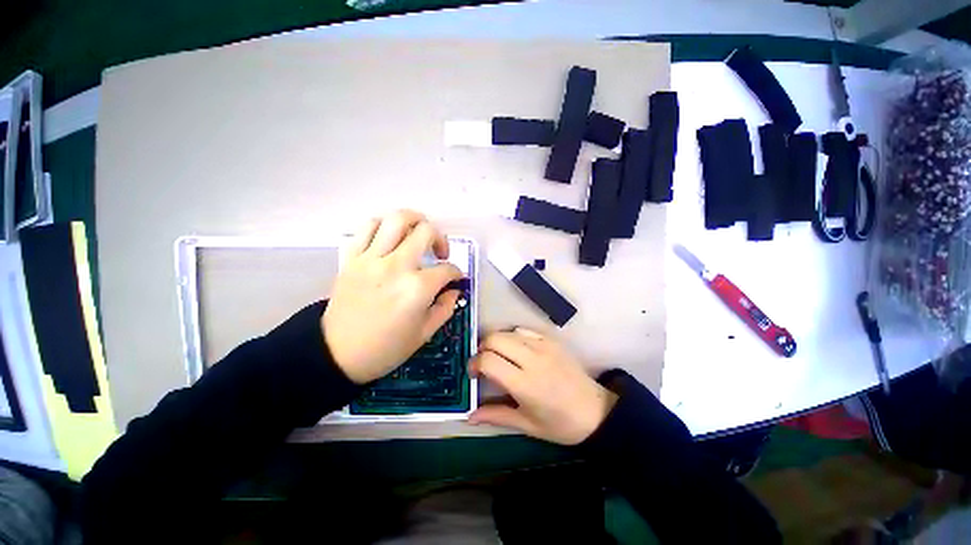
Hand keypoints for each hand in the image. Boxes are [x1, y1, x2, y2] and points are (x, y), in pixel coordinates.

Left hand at [323, 210, 462, 383]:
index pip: (447, 269)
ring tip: (417, 235)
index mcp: (417, 288)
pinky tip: (390, 238)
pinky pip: (368, 227)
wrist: (337, 353)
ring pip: (397, 219)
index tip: (455, 278)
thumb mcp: (424, 334)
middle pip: (426, 231)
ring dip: (415, 221)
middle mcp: (397, 266)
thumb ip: (445, 308)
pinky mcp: (352, 257)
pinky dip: (384, 226)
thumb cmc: (385, 348)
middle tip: (439, 253)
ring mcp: (372, 258)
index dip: (456, 273)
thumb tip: (454, 289)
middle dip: (441, 239)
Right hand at [468, 329, 617, 444]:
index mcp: (524, 384)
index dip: (474, 364)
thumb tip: (468, 417)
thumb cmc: (560, 424)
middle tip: (484, 363)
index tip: (473, 374)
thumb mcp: (526, 424)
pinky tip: (517, 351)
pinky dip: (513, 337)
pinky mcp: (551, 340)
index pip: (488, 361)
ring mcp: (543, 346)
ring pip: (507, 332)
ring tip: (499, 357)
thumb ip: (495, 416)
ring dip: (497, 342)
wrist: (595, 411)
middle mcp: (532, 359)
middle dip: (482, 348)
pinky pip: (523, 330)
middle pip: (494, 338)